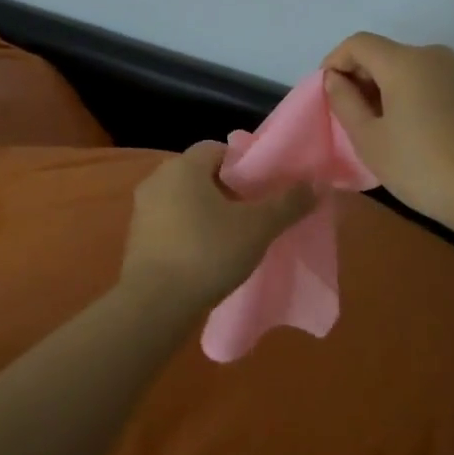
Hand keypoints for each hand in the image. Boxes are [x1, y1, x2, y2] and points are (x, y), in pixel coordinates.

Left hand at [121, 142, 316, 310]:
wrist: (154, 305)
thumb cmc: (207, 253)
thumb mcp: (257, 228)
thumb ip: (288, 204)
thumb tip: (317, 183)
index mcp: (184, 166)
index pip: (218, 149)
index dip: (244, 165)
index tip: (263, 188)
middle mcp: (158, 178)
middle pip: (201, 174)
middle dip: (227, 189)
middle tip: (253, 212)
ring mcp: (142, 208)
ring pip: (184, 199)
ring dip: (207, 211)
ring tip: (233, 236)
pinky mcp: (136, 237)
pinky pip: (170, 222)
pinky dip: (189, 231)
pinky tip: (207, 255)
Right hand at [321, 33, 453, 226]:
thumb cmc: (422, 166)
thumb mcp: (370, 139)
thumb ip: (345, 102)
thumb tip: (335, 79)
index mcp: (404, 61)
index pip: (357, 43)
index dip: (335, 62)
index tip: (325, 94)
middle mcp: (430, 54)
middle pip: (381, 53)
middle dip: (357, 76)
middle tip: (345, 115)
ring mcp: (453, 71)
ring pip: (403, 67)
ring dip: (380, 87)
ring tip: (372, 126)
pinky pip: (423, 79)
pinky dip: (404, 94)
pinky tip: (402, 128)